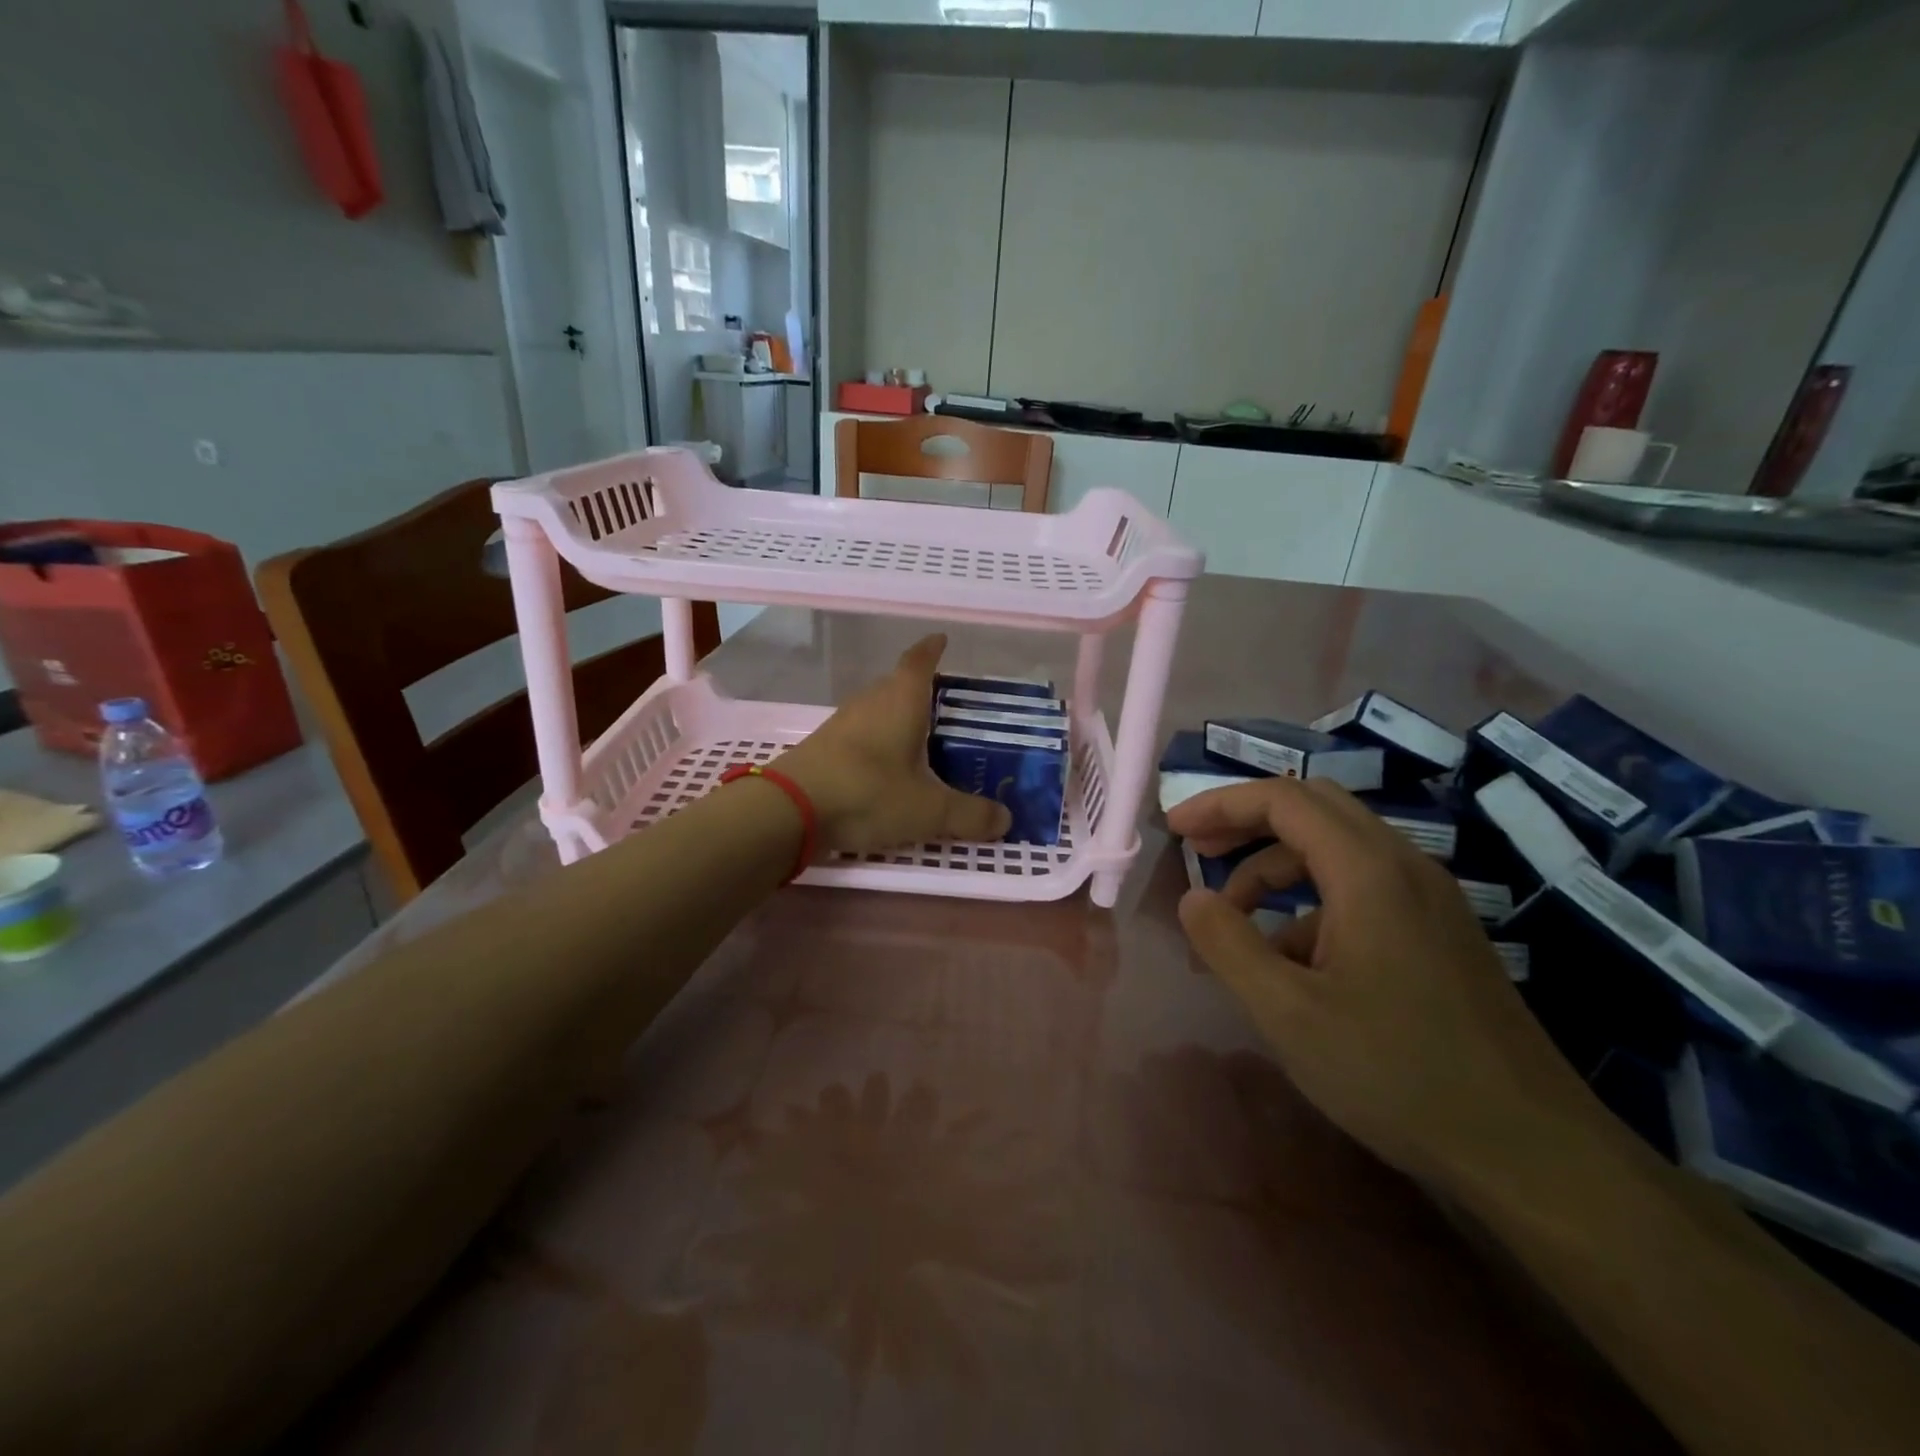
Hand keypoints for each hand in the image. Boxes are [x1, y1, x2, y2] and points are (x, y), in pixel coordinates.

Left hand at [776, 634, 1013, 856]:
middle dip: (921, 689)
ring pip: (877, 708)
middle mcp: (871, 701)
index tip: (942, 639)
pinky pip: (861, 732)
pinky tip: (887, 766)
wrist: (790, 810)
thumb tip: (1006, 820)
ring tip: (921, 737)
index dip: (932, 649)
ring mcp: (843, 722)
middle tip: (946, 705)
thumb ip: (970, 815)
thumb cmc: (869, 793)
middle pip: (897, 683)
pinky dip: (878, 740)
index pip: (919, 661)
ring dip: (897, 716)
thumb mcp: (930, 810)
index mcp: (901, 700)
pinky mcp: (824, 746)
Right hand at [1169, 778, 1606, 1188]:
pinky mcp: (1439, 932)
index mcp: (1369, 872)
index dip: (1220, 804)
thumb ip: (1228, 944)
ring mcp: (1430, 899)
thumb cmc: (1398, 1074)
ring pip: (1336, 850)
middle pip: (1313, 809)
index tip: (1175, 830)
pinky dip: (1310, 904)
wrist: (1532, 1152)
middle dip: (1246, 823)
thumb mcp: (1288, 1013)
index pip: (1283, 800)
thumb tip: (1193, 897)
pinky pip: (1361, 889)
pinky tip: (1292, 964)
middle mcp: (1404, 866)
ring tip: (1235, 925)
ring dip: (1275, 870)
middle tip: (1198, 852)